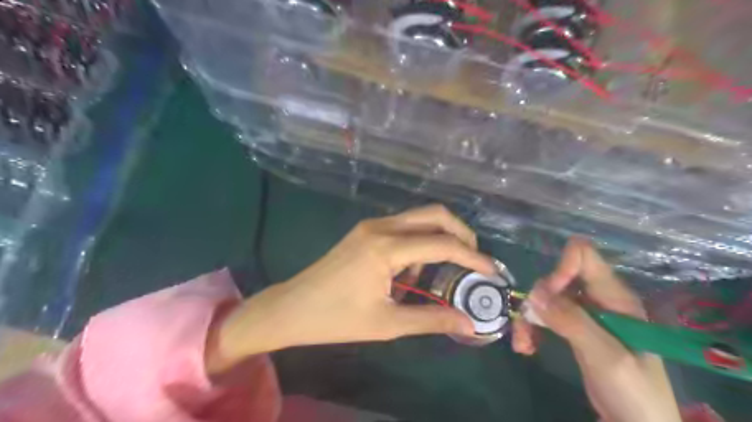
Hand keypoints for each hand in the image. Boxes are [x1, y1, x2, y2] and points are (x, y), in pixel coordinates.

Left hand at [208, 207, 498, 372]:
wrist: (292, 307)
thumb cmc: (336, 319)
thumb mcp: (387, 324)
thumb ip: (431, 320)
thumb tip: (468, 323)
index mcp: (386, 247)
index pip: (442, 244)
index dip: (472, 258)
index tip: (492, 272)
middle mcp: (381, 226)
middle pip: (434, 214)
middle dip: (461, 234)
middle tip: (474, 261)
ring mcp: (372, 225)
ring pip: (419, 218)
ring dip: (438, 238)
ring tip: (440, 273)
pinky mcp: (365, 230)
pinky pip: (403, 228)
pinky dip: (418, 243)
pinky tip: (411, 272)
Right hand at [517, 239, 682, 421]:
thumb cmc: (635, 392)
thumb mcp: (607, 357)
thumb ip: (573, 322)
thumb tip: (535, 293)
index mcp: (615, 297)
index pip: (583, 256)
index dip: (561, 268)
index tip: (547, 297)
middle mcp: (598, 298)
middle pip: (557, 278)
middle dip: (538, 299)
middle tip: (529, 326)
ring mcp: (585, 313)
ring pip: (547, 297)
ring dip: (530, 317)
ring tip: (522, 343)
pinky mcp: (574, 327)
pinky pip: (546, 316)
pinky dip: (532, 328)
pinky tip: (527, 347)